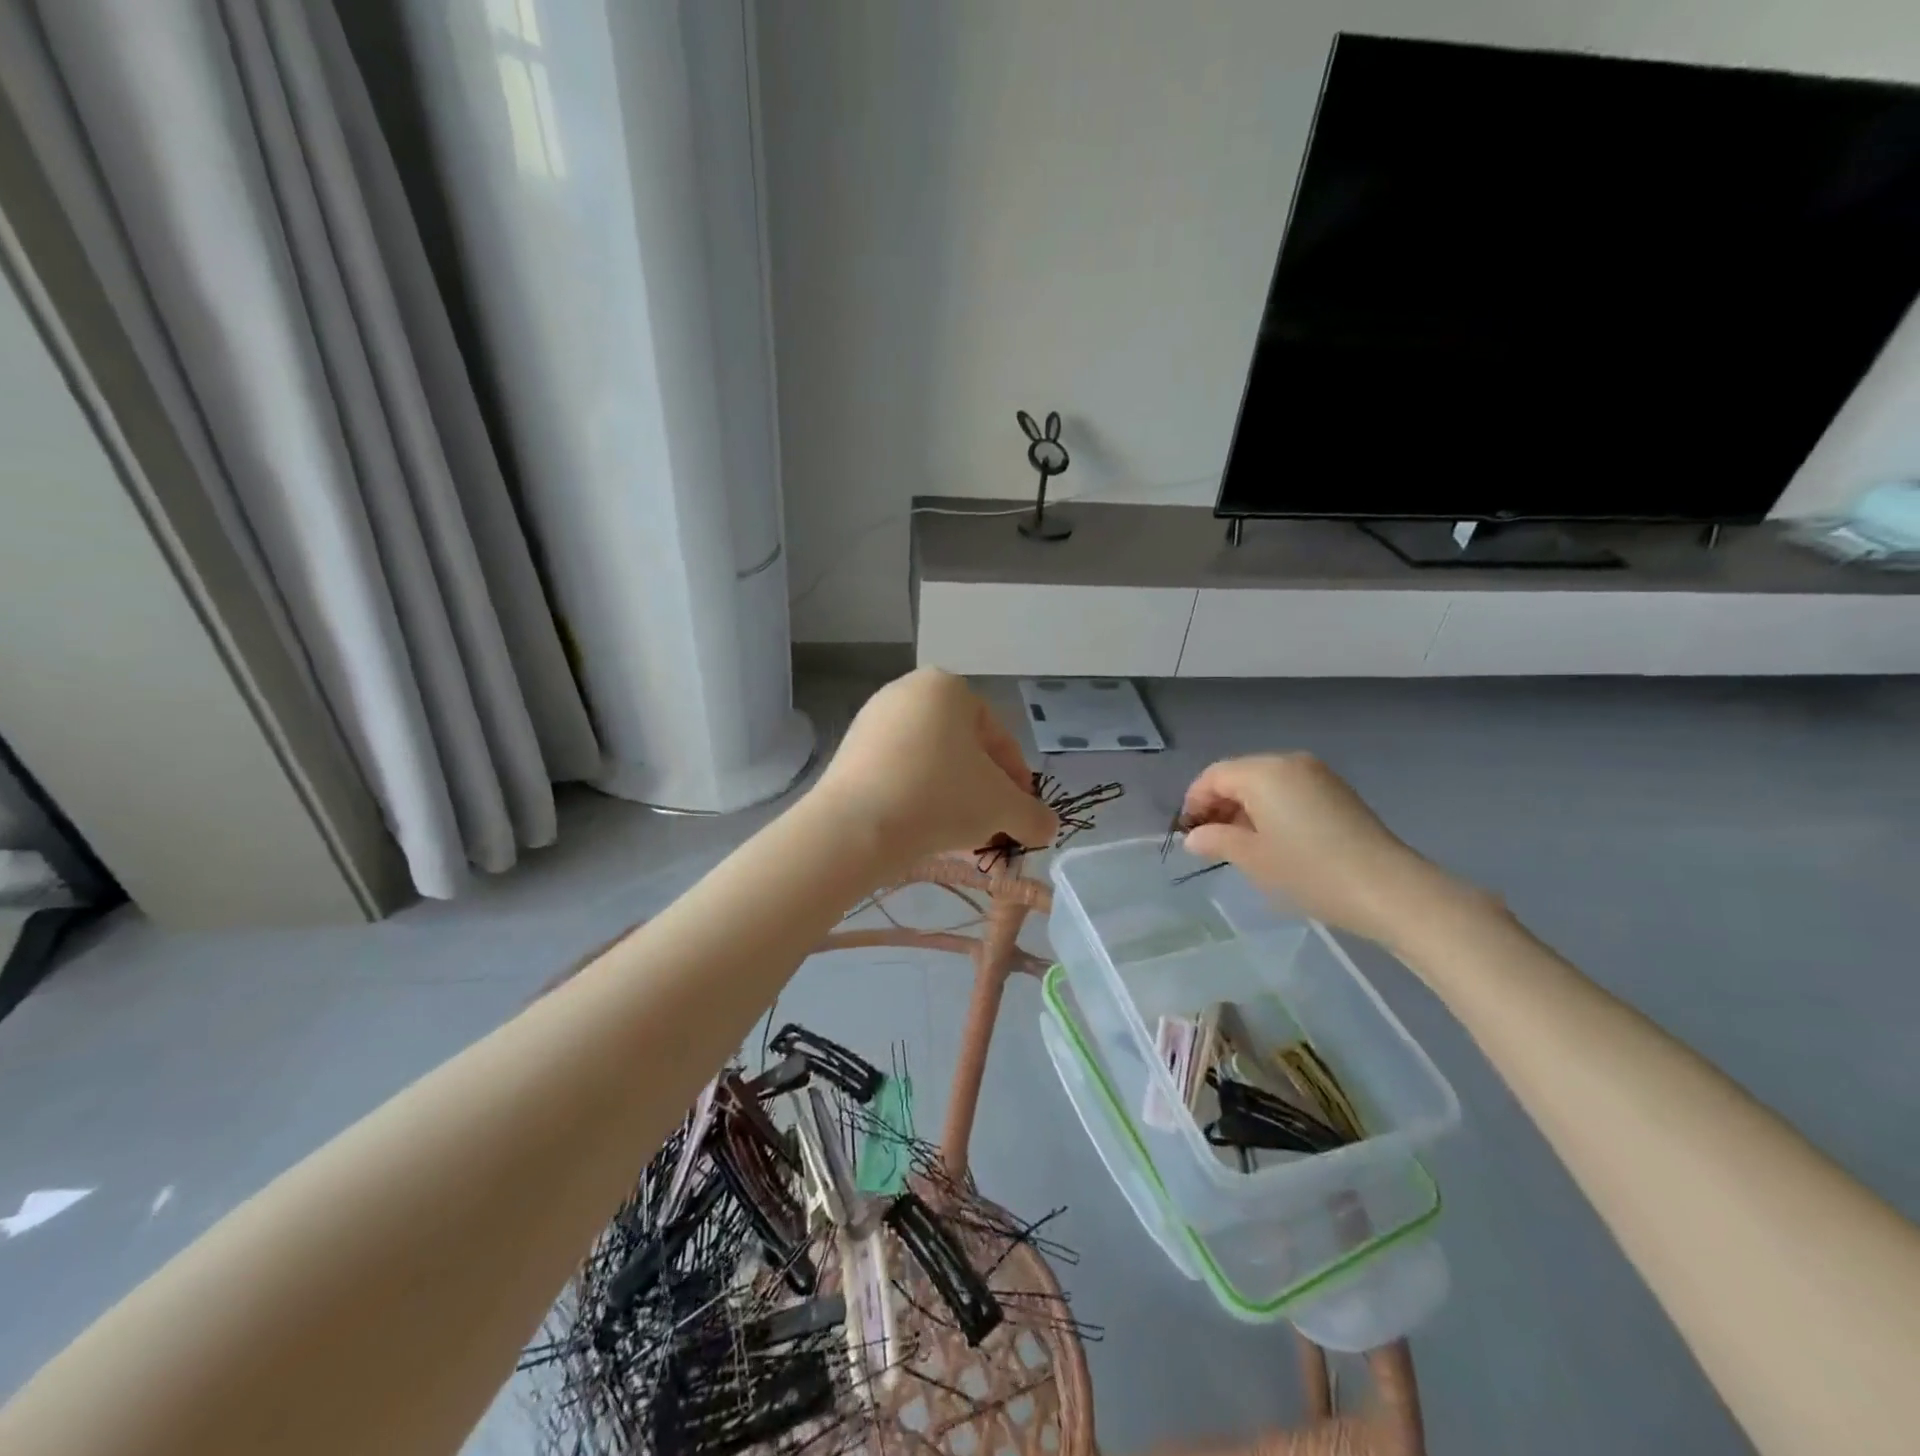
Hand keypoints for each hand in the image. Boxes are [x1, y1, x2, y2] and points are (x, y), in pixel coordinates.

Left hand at [812, 669, 1057, 870]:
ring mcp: (873, 720)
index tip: (1022, 813)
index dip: (1017, 779)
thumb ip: (1034, 816)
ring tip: (961, 835)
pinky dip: (918, 797)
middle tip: (994, 826)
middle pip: (963, 749)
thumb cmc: (939, 798)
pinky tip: (925, 829)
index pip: (998, 737)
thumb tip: (1047, 828)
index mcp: (948, 688)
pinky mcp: (849, 751)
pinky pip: (898, 772)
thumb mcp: (1002, 807)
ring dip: (952, 797)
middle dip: (983, 790)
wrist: (855, 826)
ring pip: (930, 763)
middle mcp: (908, 692)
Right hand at [1181, 754, 1483, 948]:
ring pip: (1264, 783)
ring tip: (1240, 845)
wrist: (1388, 889)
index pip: (1214, 776)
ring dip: (1244, 808)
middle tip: (1209, 842)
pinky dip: (1270, 808)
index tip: (1187, 835)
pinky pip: (1289, 790)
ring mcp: (1317, 775)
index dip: (1194, 802)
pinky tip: (1273, 840)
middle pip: (1239, 775)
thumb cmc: (1309, 871)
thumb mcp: (1253, 859)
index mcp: (1264, 772)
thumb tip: (1194, 837)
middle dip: (1218, 804)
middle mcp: (1289, 762)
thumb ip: (1216, 841)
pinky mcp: (1336, 792)